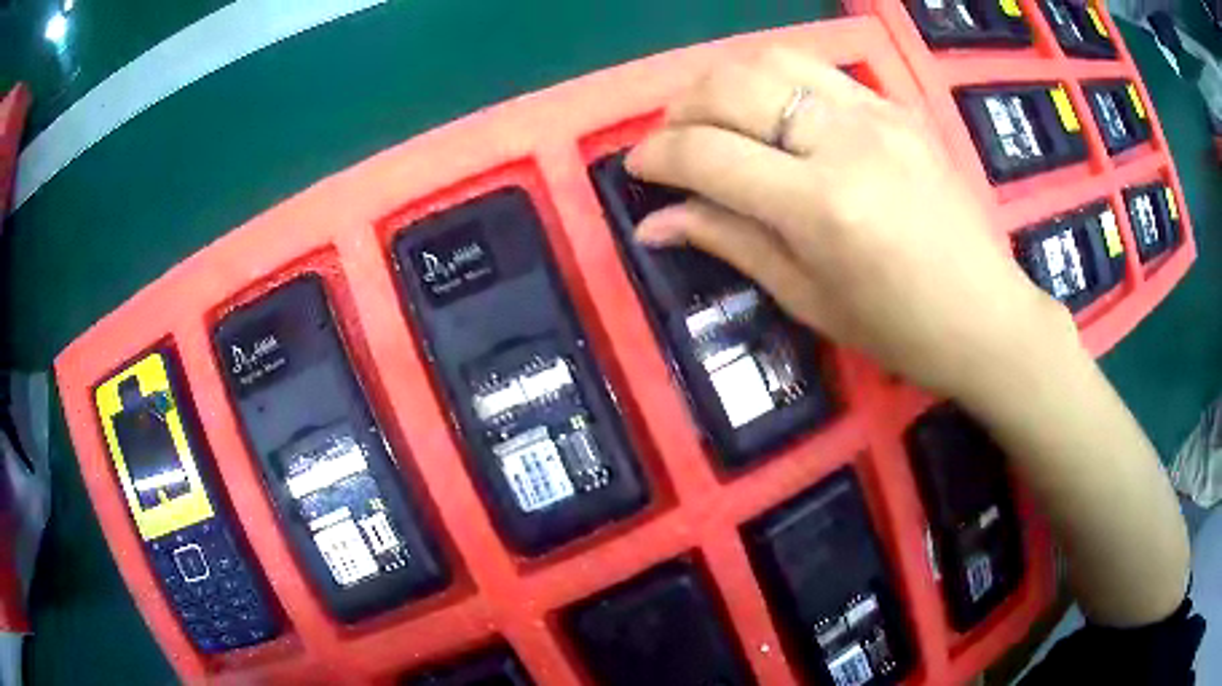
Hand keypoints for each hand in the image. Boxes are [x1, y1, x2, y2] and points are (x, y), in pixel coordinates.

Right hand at [626, 47, 1076, 402]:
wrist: (987, 316)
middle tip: (670, 142)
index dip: (657, 157)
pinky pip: (817, 70)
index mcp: (822, 206)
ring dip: (723, 82)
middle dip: (680, 109)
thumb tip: (655, 222)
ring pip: (771, 61)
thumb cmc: (899, 330)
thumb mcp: (808, 298)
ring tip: (713, 117)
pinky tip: (771, 112)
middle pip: (731, 87)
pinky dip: (774, 80)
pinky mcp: (898, 107)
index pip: (708, 155)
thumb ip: (729, 242)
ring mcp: (878, 114)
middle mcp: (846, 141)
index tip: (637, 169)